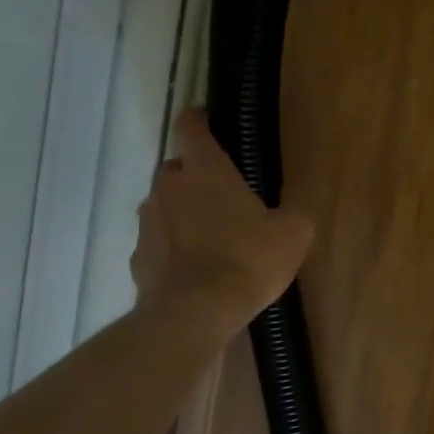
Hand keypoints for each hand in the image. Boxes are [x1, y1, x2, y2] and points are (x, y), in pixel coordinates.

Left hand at [130, 111, 313, 325]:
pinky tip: (195, 268)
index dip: (200, 121)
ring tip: (212, 237)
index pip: (191, 126)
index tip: (210, 123)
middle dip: (196, 176)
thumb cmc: (249, 259)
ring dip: (183, 212)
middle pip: (177, 168)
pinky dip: (172, 247)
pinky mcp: (138, 257)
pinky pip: (158, 242)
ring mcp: (147, 222)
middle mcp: (169, 186)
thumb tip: (295, 206)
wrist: (196, 312)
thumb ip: (294, 211)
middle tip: (225, 197)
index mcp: (206, 169)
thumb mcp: (293, 233)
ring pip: (165, 204)